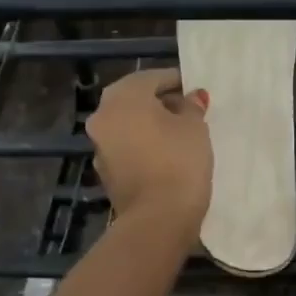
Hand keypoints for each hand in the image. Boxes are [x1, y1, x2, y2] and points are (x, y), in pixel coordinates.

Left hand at [87, 68, 211, 237]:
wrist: (158, 218)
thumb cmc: (179, 160)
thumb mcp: (195, 126)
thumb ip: (191, 106)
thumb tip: (190, 97)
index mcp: (122, 98)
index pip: (151, 78)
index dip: (175, 80)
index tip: (194, 89)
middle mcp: (103, 117)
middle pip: (134, 99)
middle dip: (160, 100)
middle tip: (188, 107)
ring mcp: (100, 146)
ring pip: (128, 123)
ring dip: (150, 122)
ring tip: (180, 131)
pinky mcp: (106, 171)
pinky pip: (127, 146)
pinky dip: (143, 143)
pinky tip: (167, 152)